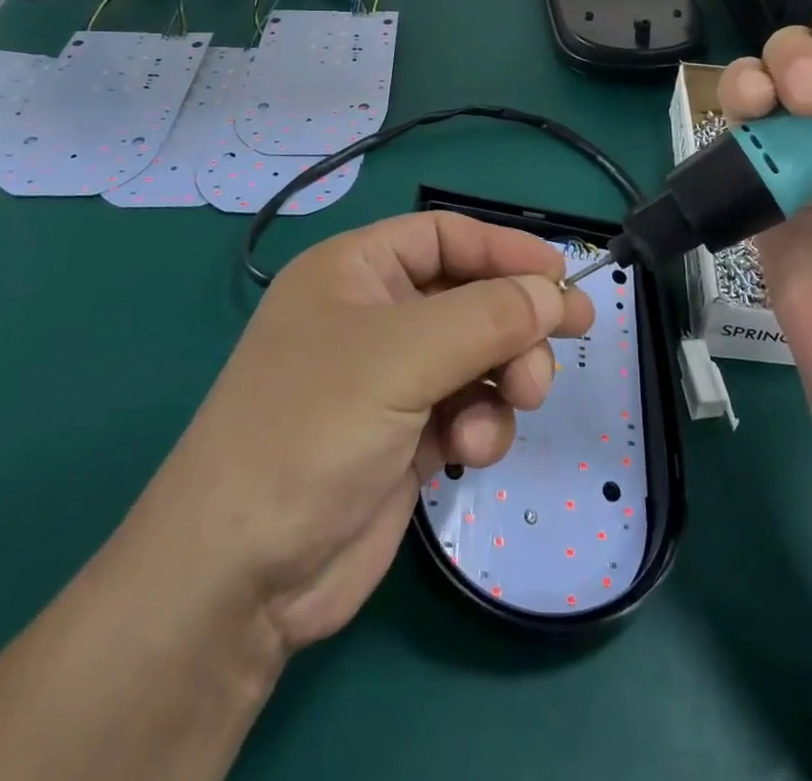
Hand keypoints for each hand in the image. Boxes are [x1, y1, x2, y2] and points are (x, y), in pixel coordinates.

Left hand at [112, 213, 593, 654]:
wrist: (241, 576)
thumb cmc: (312, 428)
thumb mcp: (402, 356)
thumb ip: (487, 317)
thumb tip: (552, 293)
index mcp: (355, 271)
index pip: (443, 236)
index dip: (503, 249)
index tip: (560, 275)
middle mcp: (373, 317)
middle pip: (469, 296)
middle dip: (515, 321)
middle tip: (570, 335)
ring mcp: (389, 380)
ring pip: (478, 356)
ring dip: (504, 377)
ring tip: (517, 401)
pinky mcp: (405, 437)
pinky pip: (467, 409)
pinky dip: (480, 425)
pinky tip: (466, 452)